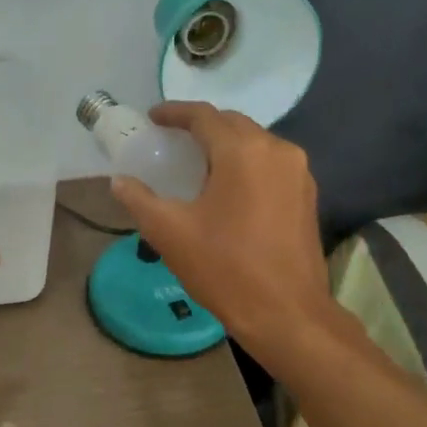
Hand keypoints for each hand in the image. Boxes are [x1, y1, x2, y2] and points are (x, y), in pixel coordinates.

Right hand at [110, 102, 330, 361]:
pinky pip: (271, 164)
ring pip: (255, 143)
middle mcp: (276, 150)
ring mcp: (298, 172)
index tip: (152, 118)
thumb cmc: (225, 269)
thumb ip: (140, 200)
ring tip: (197, 163)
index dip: (174, 113)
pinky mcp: (307, 195)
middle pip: (233, 124)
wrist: (286, 313)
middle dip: (201, 127)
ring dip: (225, 145)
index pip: (204, 117)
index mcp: (242, 152)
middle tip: (171, 141)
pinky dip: (246, 164)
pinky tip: (228, 187)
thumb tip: (120, 181)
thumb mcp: (170, 233)